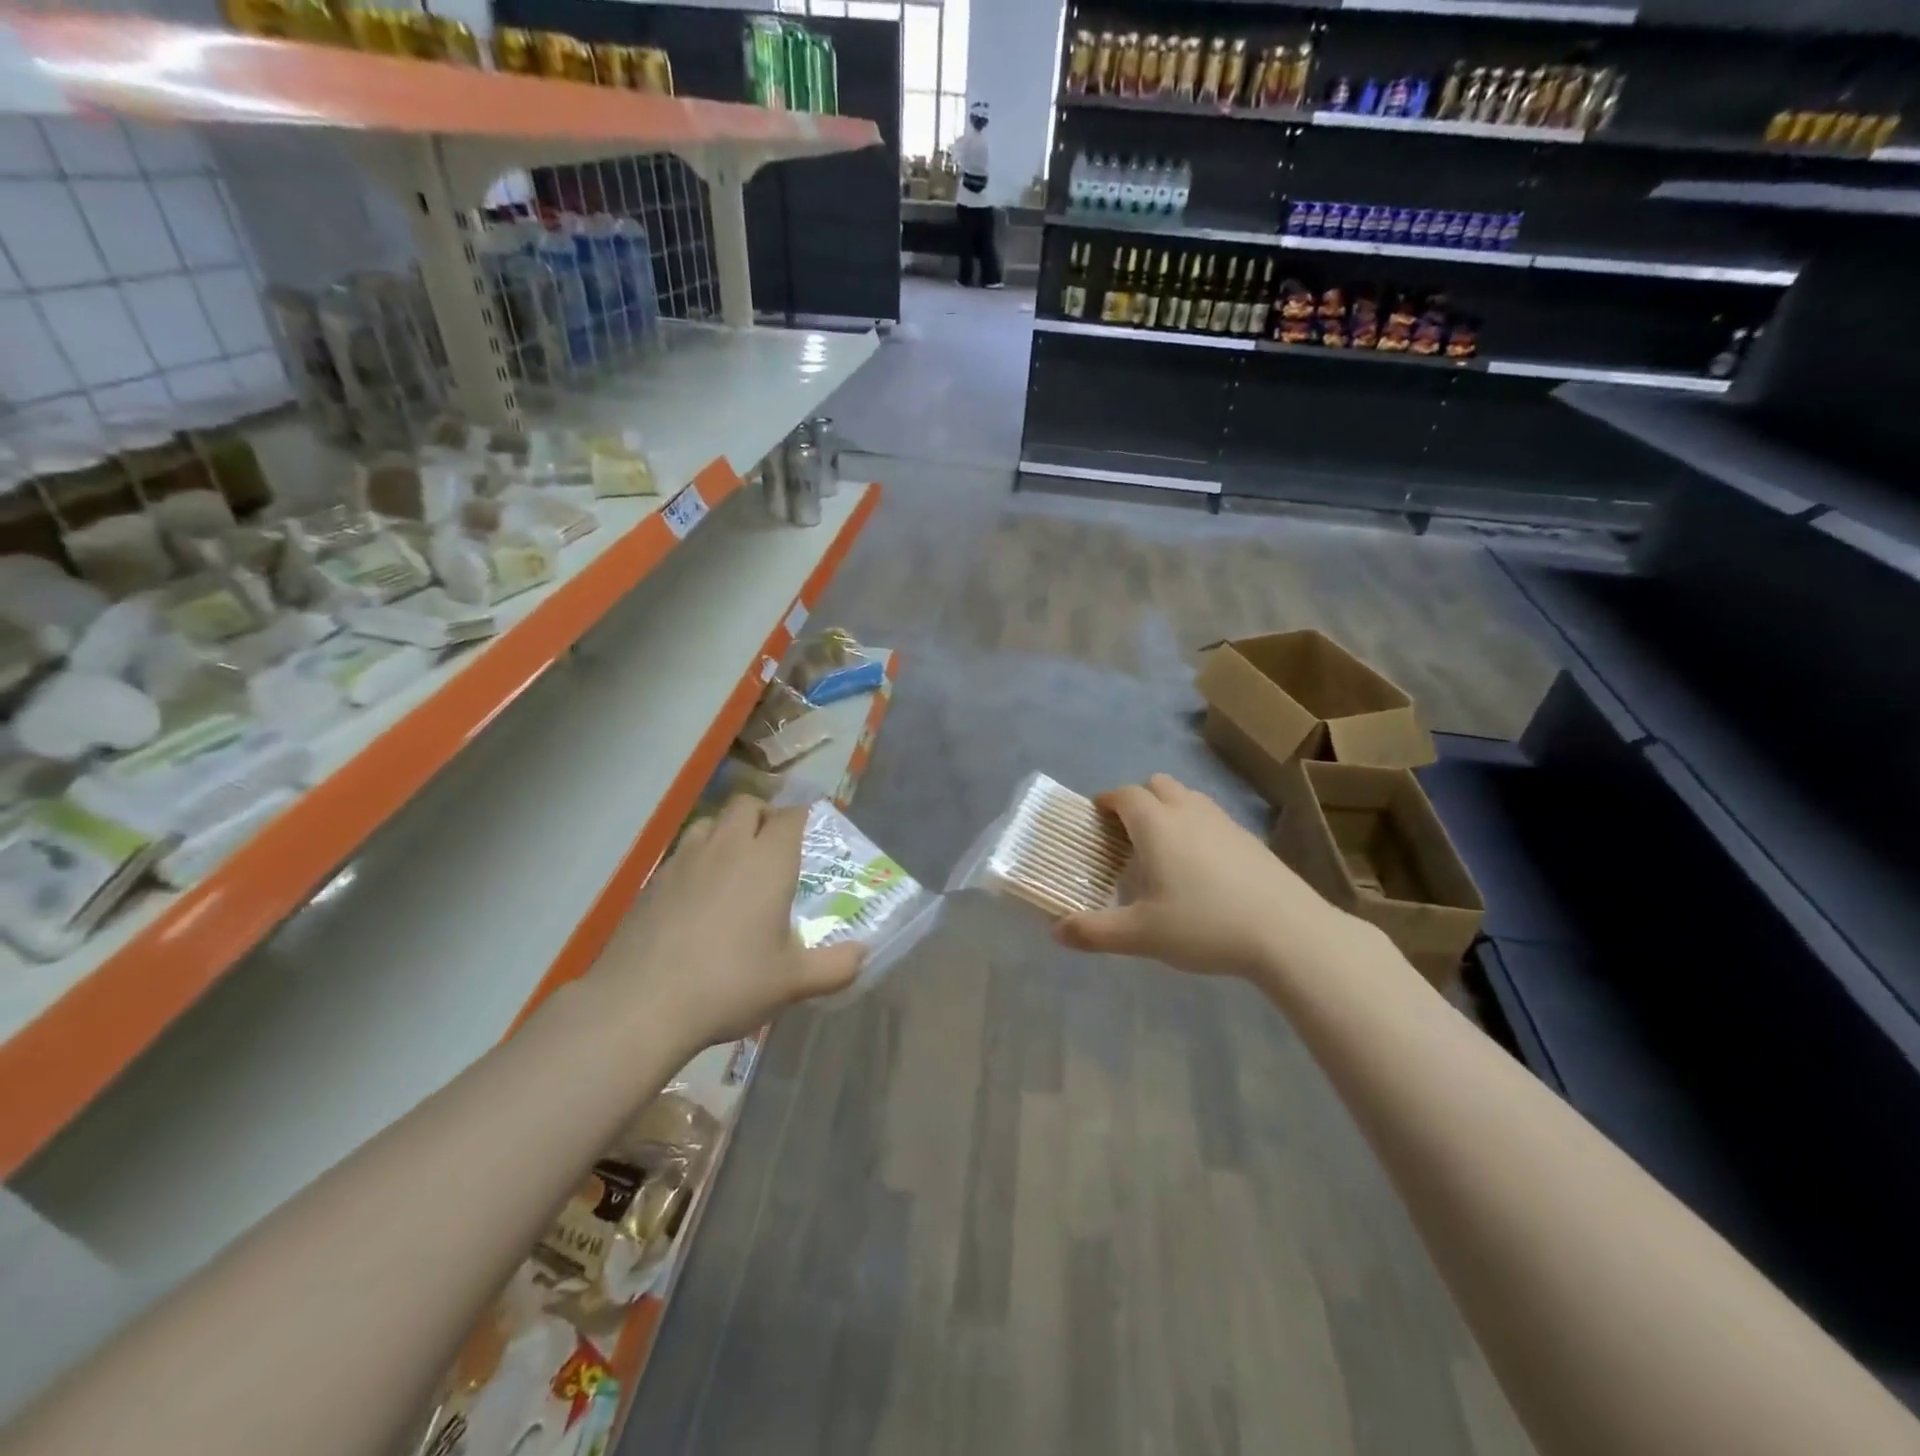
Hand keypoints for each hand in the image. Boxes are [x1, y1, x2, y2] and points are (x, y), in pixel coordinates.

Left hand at [588, 796, 863, 1051]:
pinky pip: (682, 850)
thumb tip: (862, 955)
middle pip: (748, 805)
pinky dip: (697, 857)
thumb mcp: (793, 982)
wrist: (642, 1003)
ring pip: (710, 821)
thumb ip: (836, 967)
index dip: (802, 817)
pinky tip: (697, 893)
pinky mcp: (653, 880)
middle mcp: (728, 847)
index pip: (791, 816)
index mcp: (769, 861)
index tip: (809, 830)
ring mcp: (685, 860)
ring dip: (727, 830)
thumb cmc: (730, 983)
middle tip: (773, 845)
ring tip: (734, 862)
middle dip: (764, 814)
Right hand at [1053, 773, 1354, 980]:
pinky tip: (1201, 866)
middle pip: (1157, 785)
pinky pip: (1212, 817)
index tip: (1094, 818)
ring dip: (1168, 809)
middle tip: (1126, 834)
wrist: (1288, 933)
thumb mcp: (1141, 935)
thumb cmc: (1205, 926)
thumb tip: (1056, 931)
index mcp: (1157, 825)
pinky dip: (1196, 826)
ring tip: (1162, 847)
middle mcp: (1188, 812)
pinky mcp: (1250, 838)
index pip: (1124, 795)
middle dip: (1137, 799)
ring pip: (1188, 797)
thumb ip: (1095, 932)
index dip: (1106, 801)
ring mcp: (1224, 822)